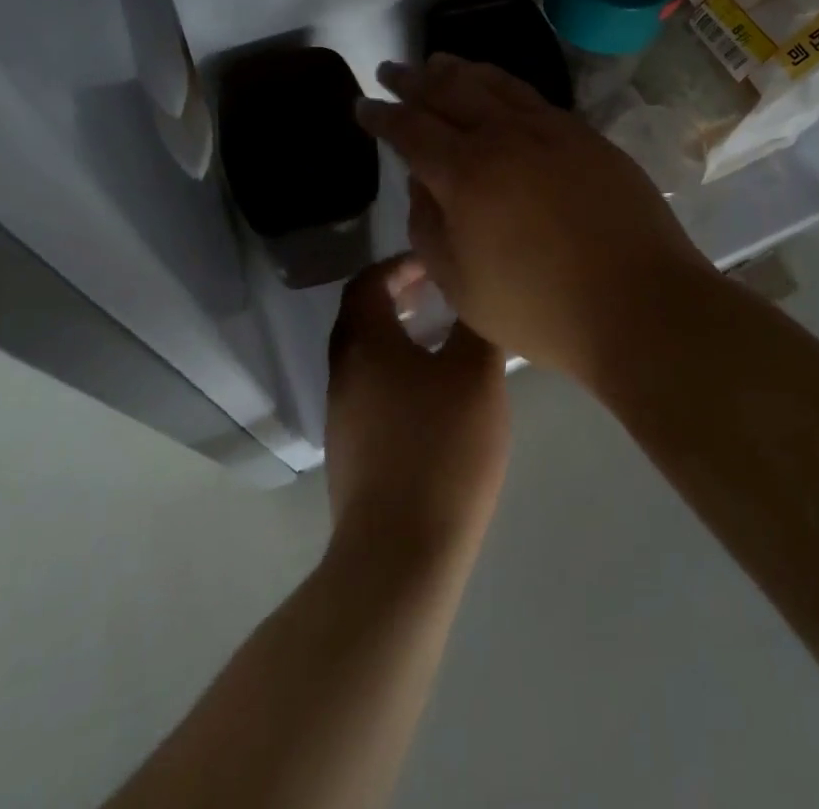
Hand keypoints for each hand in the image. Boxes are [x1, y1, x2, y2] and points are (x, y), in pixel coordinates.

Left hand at [324, 258, 509, 563]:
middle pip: (362, 317)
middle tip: (439, 295)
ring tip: (442, 341)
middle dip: (398, 298)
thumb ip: (474, 325)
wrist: (400, 553)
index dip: (399, 266)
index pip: (367, 282)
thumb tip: (472, 295)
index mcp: (365, 343)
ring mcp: (342, 415)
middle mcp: (344, 372)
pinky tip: (434, 396)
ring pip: (366, 357)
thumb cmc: (442, 448)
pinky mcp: (351, 451)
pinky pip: (371, 391)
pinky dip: (396, 373)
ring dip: (398, 337)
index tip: (435, 266)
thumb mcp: (475, 375)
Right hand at [356, 55, 716, 382]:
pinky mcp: (586, 135)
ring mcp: (551, 129)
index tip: (362, 104)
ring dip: (459, 70)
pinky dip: (504, 84)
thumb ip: (429, 227)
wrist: (639, 303)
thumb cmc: (539, 307)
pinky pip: (533, 96)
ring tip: (438, 62)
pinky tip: (500, 89)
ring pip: (494, 83)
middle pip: (449, 91)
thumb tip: (422, 182)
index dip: (381, 115)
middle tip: (392, 70)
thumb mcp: (460, 284)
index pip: (410, 129)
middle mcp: (504, 136)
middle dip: (414, 80)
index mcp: (465, 172)